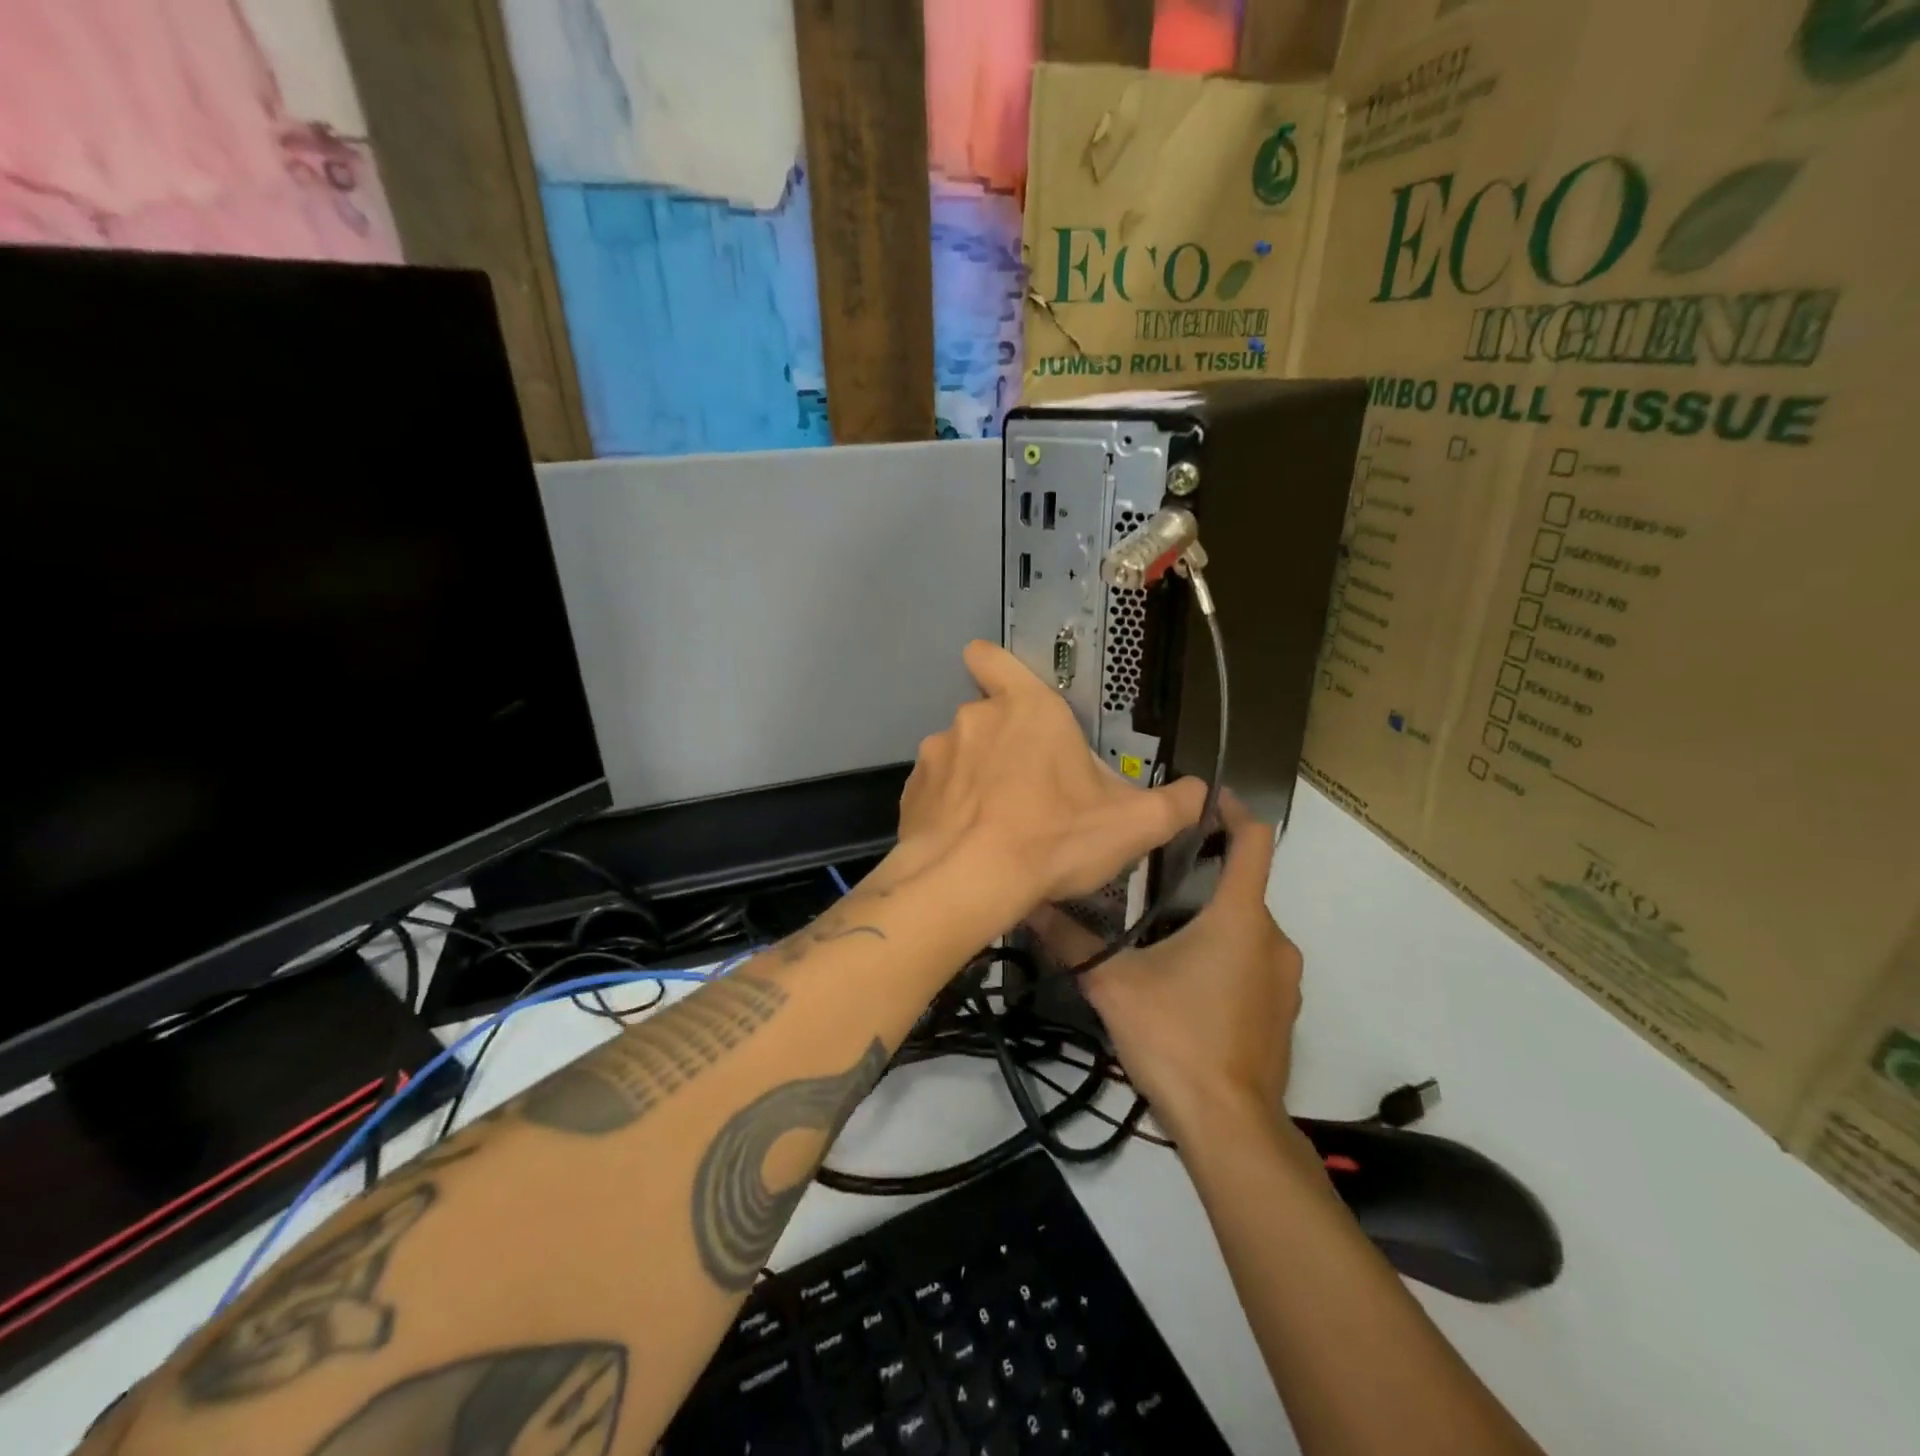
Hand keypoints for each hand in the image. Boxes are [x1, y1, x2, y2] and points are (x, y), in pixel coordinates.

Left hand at [896, 642, 1203, 919]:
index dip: (994, 666)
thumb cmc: (1053, 838)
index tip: (1005, 691)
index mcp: (1026, 708)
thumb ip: (1174, 804)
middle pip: (988, 719)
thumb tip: (1201, 793)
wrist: (967, 883)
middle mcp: (973, 719)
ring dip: (977, 779)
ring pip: (960, 757)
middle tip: (1033, 793)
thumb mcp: (1131, 825)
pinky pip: (936, 791)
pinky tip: (968, 842)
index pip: (993, 658)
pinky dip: (950, 809)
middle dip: (1007, 748)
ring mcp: (935, 754)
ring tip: (999, 825)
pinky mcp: (910, 793)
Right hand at [1029, 794, 1301, 1145]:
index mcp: (1240, 917)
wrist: (1230, 1128)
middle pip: (1243, 884)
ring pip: (1246, 927)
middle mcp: (1272, 938)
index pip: (1253, 839)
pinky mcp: (1281, 1011)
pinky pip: (1253, 962)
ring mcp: (1283, 979)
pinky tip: (1181, 978)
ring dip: (1210, 916)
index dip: (1231, 810)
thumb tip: (1029, 904)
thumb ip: (1072, 940)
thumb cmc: (1176, 1038)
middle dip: (1202, 872)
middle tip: (1150, 872)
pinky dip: (1223, 953)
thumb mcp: (1113, 984)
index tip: (1200, 798)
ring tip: (1158, 926)